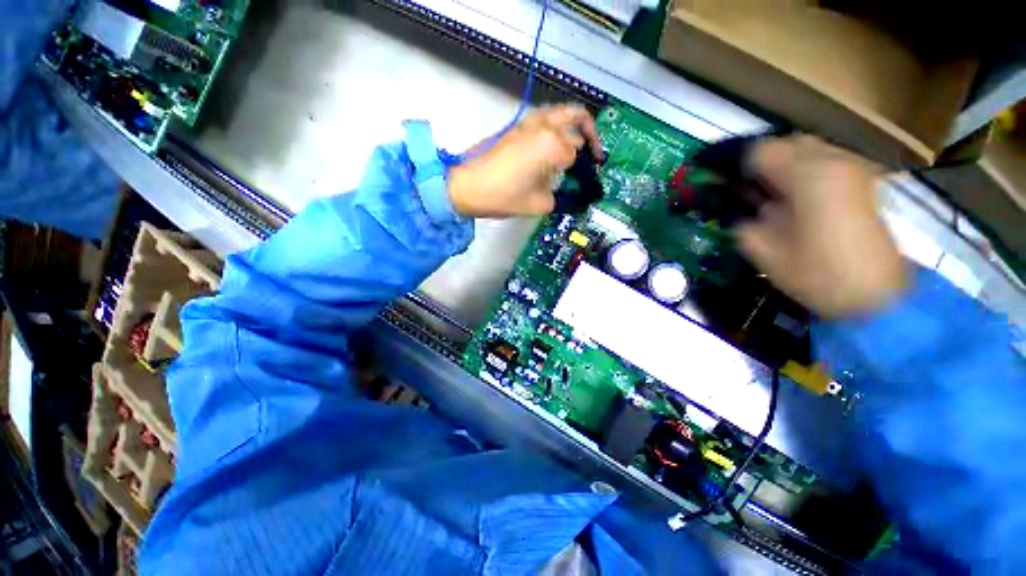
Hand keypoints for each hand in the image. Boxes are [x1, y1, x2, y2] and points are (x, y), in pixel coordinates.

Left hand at [448, 104, 601, 217]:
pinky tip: (556, 146)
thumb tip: (568, 193)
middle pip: (578, 120)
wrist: (466, 185)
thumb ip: (560, 197)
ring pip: (563, 111)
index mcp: (553, 145)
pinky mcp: (518, 124)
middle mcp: (545, 126)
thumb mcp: (539, 204)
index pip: (578, 154)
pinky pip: (547, 117)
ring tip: (579, 146)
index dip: (583, 171)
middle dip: (590, 138)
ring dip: (576, 125)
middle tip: (594, 156)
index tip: (583, 184)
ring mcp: (530, 121)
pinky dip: (559, 125)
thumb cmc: (503, 196)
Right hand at [736, 136, 909, 318]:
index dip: (730, 163)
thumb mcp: (764, 251)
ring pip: (807, 148)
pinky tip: (792, 194)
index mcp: (807, 177)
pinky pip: (824, 160)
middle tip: (738, 185)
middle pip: (785, 143)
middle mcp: (833, 161)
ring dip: (780, 163)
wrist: (877, 296)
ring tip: (763, 190)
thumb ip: (742, 220)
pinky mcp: (863, 180)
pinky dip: (801, 169)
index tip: (713, 177)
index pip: (759, 151)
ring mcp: (853, 168)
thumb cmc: (817, 275)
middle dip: (757, 160)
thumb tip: (734, 204)